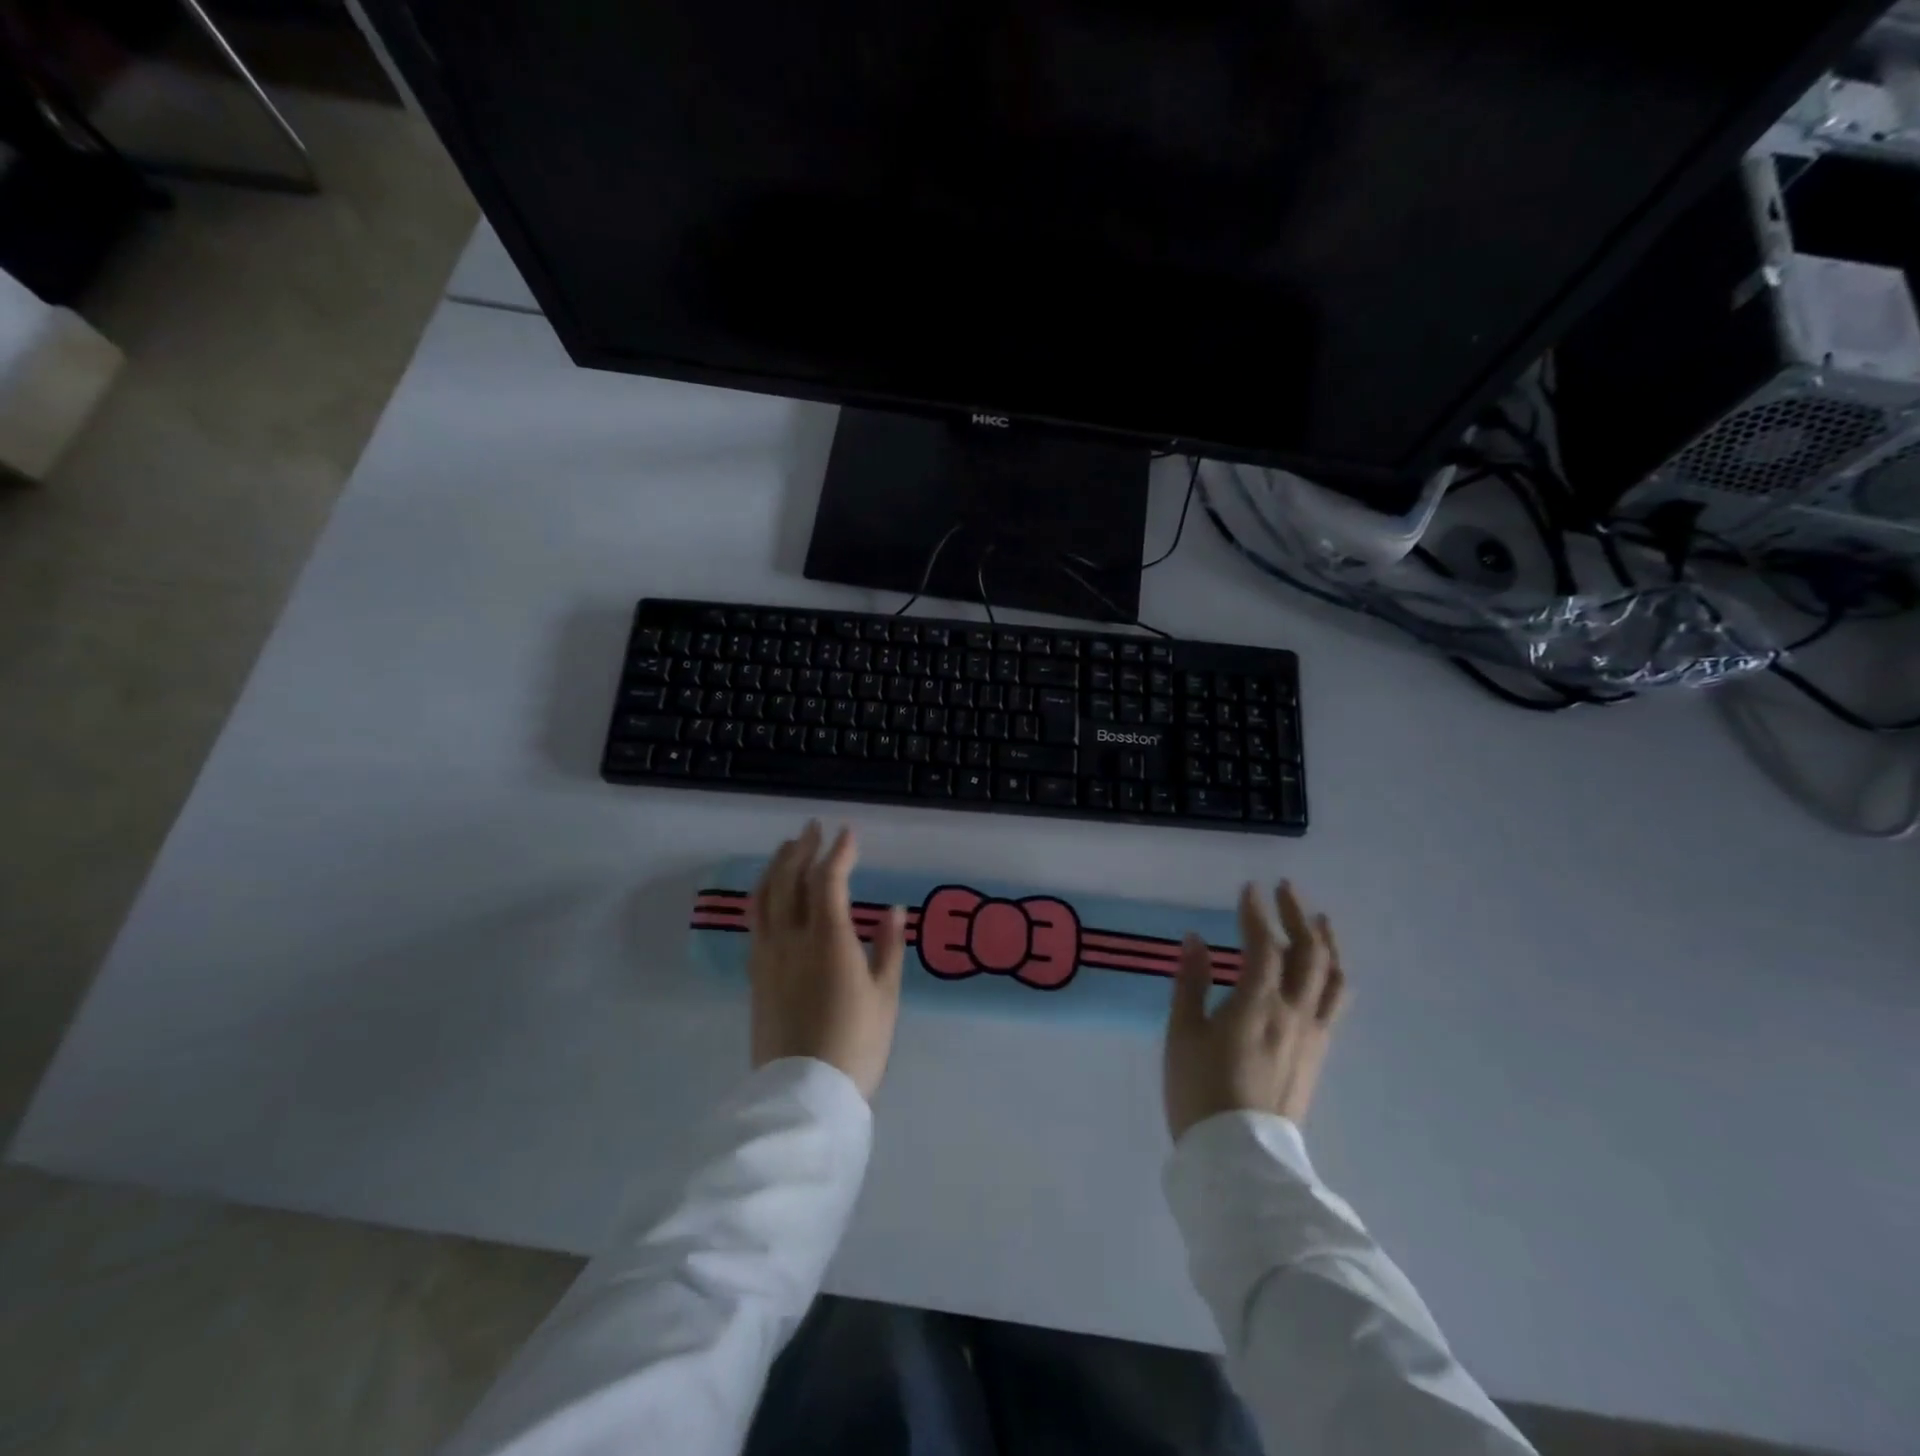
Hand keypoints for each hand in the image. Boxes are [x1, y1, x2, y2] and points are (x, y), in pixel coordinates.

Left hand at [748, 821, 906, 1099]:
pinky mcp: (755, 975)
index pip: (829, 879)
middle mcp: (791, 938)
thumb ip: (888, 946)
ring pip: (764, 897)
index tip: (849, 833)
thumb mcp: (885, 996)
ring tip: (786, 850)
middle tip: (812, 829)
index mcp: (828, 939)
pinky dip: (763, 896)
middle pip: (789, 879)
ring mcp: (767, 956)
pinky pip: (755, 922)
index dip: (840, 852)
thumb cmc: (857, 1045)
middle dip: (801, 848)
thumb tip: (894, 908)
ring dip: (776, 867)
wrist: (804, 1095)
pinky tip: (770, 895)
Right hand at [1164, 880, 1346, 1141]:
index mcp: (1257, 1004)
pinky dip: (1331, 974)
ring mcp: (1312, 1035)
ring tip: (1319, 921)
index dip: (1256, 913)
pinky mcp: (1317, 1054)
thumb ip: (1191, 982)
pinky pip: (1334, 1003)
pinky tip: (1321, 971)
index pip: (1263, 945)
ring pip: (1333, 978)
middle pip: (1308, 953)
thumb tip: (1197, 939)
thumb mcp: (1182, 1033)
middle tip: (1284, 890)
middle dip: (1297, 915)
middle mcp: (1294, 1013)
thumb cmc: (1199, 1090)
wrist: (1238, 1157)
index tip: (1248, 889)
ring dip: (1327, 943)